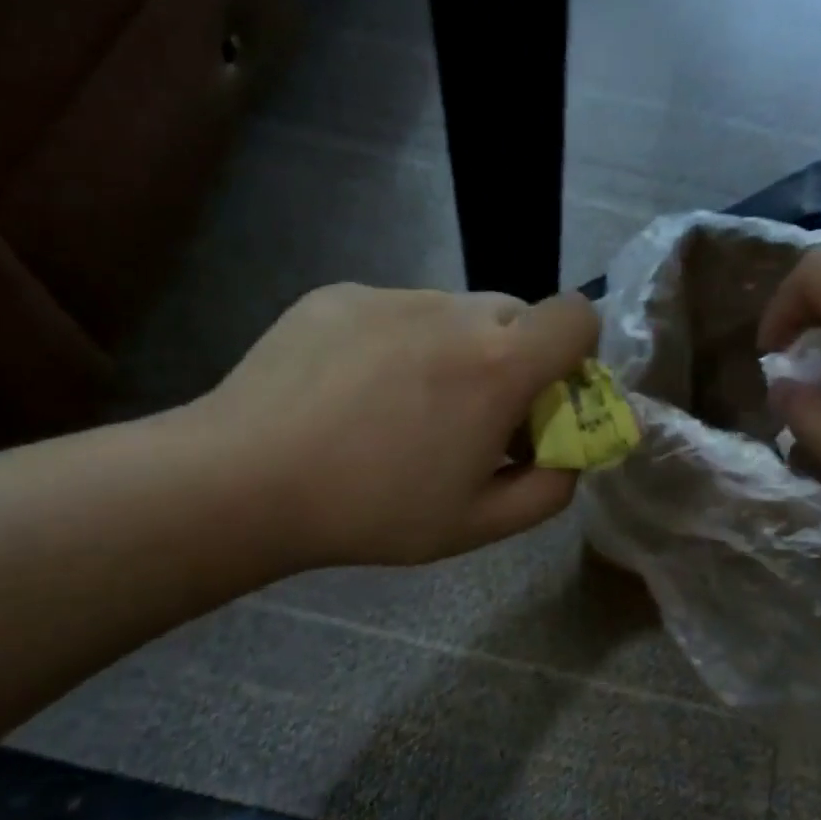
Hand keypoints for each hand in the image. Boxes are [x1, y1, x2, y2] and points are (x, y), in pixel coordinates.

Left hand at [188, 284, 600, 567]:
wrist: (242, 480)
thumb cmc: (373, 509)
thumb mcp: (477, 524)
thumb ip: (549, 489)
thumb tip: (570, 456)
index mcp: (499, 364)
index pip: (578, 317)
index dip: (578, 353)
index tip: (547, 397)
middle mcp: (454, 311)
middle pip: (518, 314)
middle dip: (515, 358)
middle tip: (474, 414)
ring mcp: (392, 296)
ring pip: (455, 312)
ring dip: (456, 350)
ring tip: (401, 406)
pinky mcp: (339, 294)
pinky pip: (397, 311)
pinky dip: (399, 343)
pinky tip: (353, 391)